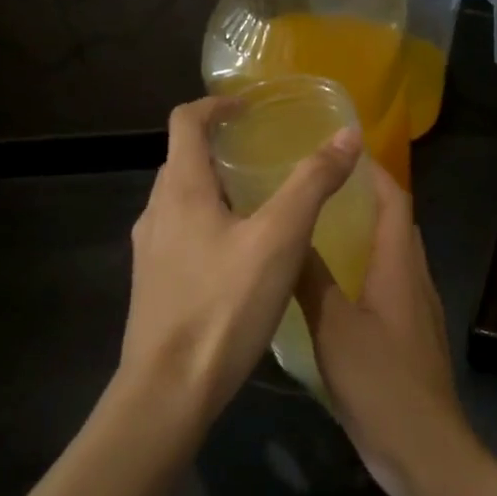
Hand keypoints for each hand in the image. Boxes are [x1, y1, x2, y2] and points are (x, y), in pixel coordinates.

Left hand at [118, 97, 362, 424]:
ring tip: (259, 203)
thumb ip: (312, 183)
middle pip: (182, 160)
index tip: (248, 107)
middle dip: (219, 147)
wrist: (169, 391)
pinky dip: (208, 224)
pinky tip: (240, 257)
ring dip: (214, 189)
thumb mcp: (280, 239)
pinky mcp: (153, 285)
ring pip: (181, 201)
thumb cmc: (224, 305)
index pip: (184, 121)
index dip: (215, 105)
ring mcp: (149, 252)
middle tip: (263, 153)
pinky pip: (180, 236)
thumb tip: (347, 135)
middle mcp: (155, 212)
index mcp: (179, 189)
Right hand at [295, 165, 482, 495]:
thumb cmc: (380, 381)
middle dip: (364, 197)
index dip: (374, 170)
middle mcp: (414, 278)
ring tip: (317, 225)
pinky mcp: (408, 336)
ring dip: (362, 234)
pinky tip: (329, 286)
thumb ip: (311, 279)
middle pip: (395, 223)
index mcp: (400, 265)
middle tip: (318, 185)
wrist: (424, 451)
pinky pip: (387, 285)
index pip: (394, 200)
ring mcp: (415, 309)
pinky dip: (362, 270)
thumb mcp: (334, 326)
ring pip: (390, 255)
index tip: (342, 148)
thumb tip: (287, 234)